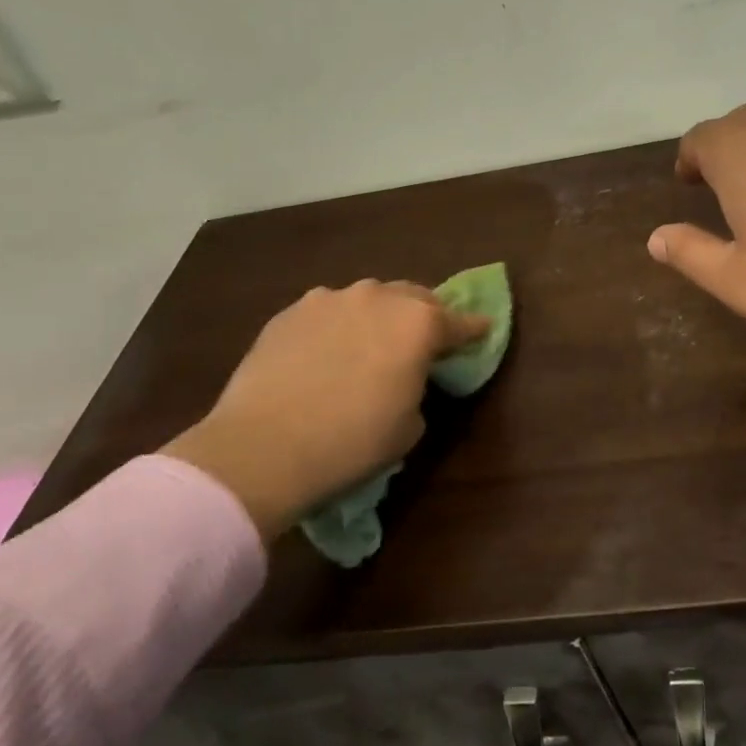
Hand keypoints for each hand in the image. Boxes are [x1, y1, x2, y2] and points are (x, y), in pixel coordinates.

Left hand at [169, 281, 490, 540]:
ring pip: (369, 298)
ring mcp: (331, 299)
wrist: (262, 447)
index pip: (460, 322)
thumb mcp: (409, 426)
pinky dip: (337, 326)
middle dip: (425, 316)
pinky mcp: (291, 311)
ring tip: (368, 345)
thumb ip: (418, 388)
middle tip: (423, 341)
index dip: (474, 329)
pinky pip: (328, 311)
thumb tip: (403, 379)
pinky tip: (325, 353)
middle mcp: (379, 298)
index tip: (484, 329)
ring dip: (378, 316)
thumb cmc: (351, 442)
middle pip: (415, 297)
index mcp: (418, 324)